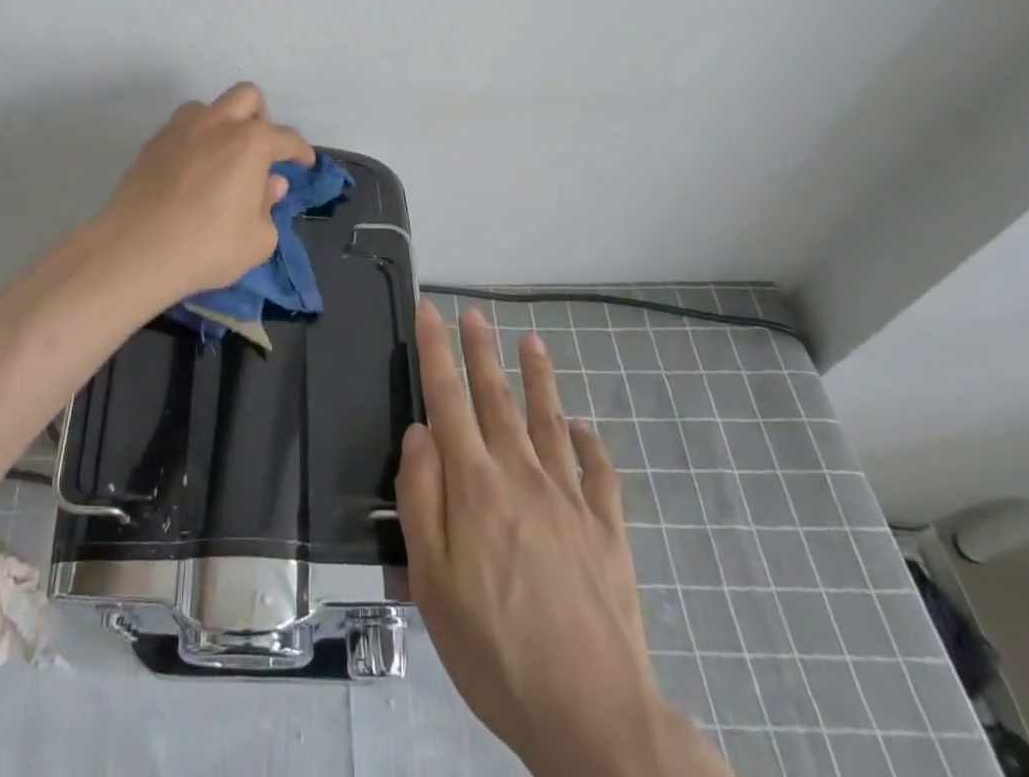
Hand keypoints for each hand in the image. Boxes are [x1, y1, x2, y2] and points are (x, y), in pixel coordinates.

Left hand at [94, 83, 314, 312]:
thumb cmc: (207, 247)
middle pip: (248, 96)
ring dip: (223, 122)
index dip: (301, 151)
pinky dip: (195, 138)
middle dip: (261, 117)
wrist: (135, 250)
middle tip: (261, 150)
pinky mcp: (152, 143)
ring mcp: (180, 129)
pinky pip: (181, 126)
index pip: (286, 138)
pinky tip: (192, 170)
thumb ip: (269, 206)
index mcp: (251, 143)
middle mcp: (217, 124)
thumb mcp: (258, 240)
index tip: (305, 163)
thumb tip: (270, 183)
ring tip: (222, 157)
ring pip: (209, 106)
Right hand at [398, 302, 730, 776]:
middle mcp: (523, 476)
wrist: (594, 718)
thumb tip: (420, 433)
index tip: (430, 310)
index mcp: (476, 486)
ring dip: (539, 379)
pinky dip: (591, 445)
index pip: (448, 400)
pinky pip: (600, 473)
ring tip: (532, 342)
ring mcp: (571, 501)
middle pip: (497, 398)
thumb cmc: (495, 650)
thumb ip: (421, 498)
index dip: (436, 351)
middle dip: (481, 351)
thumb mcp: (433, 581)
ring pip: (550, 422)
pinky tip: (585, 430)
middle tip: (474, 314)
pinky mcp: (608, 531)